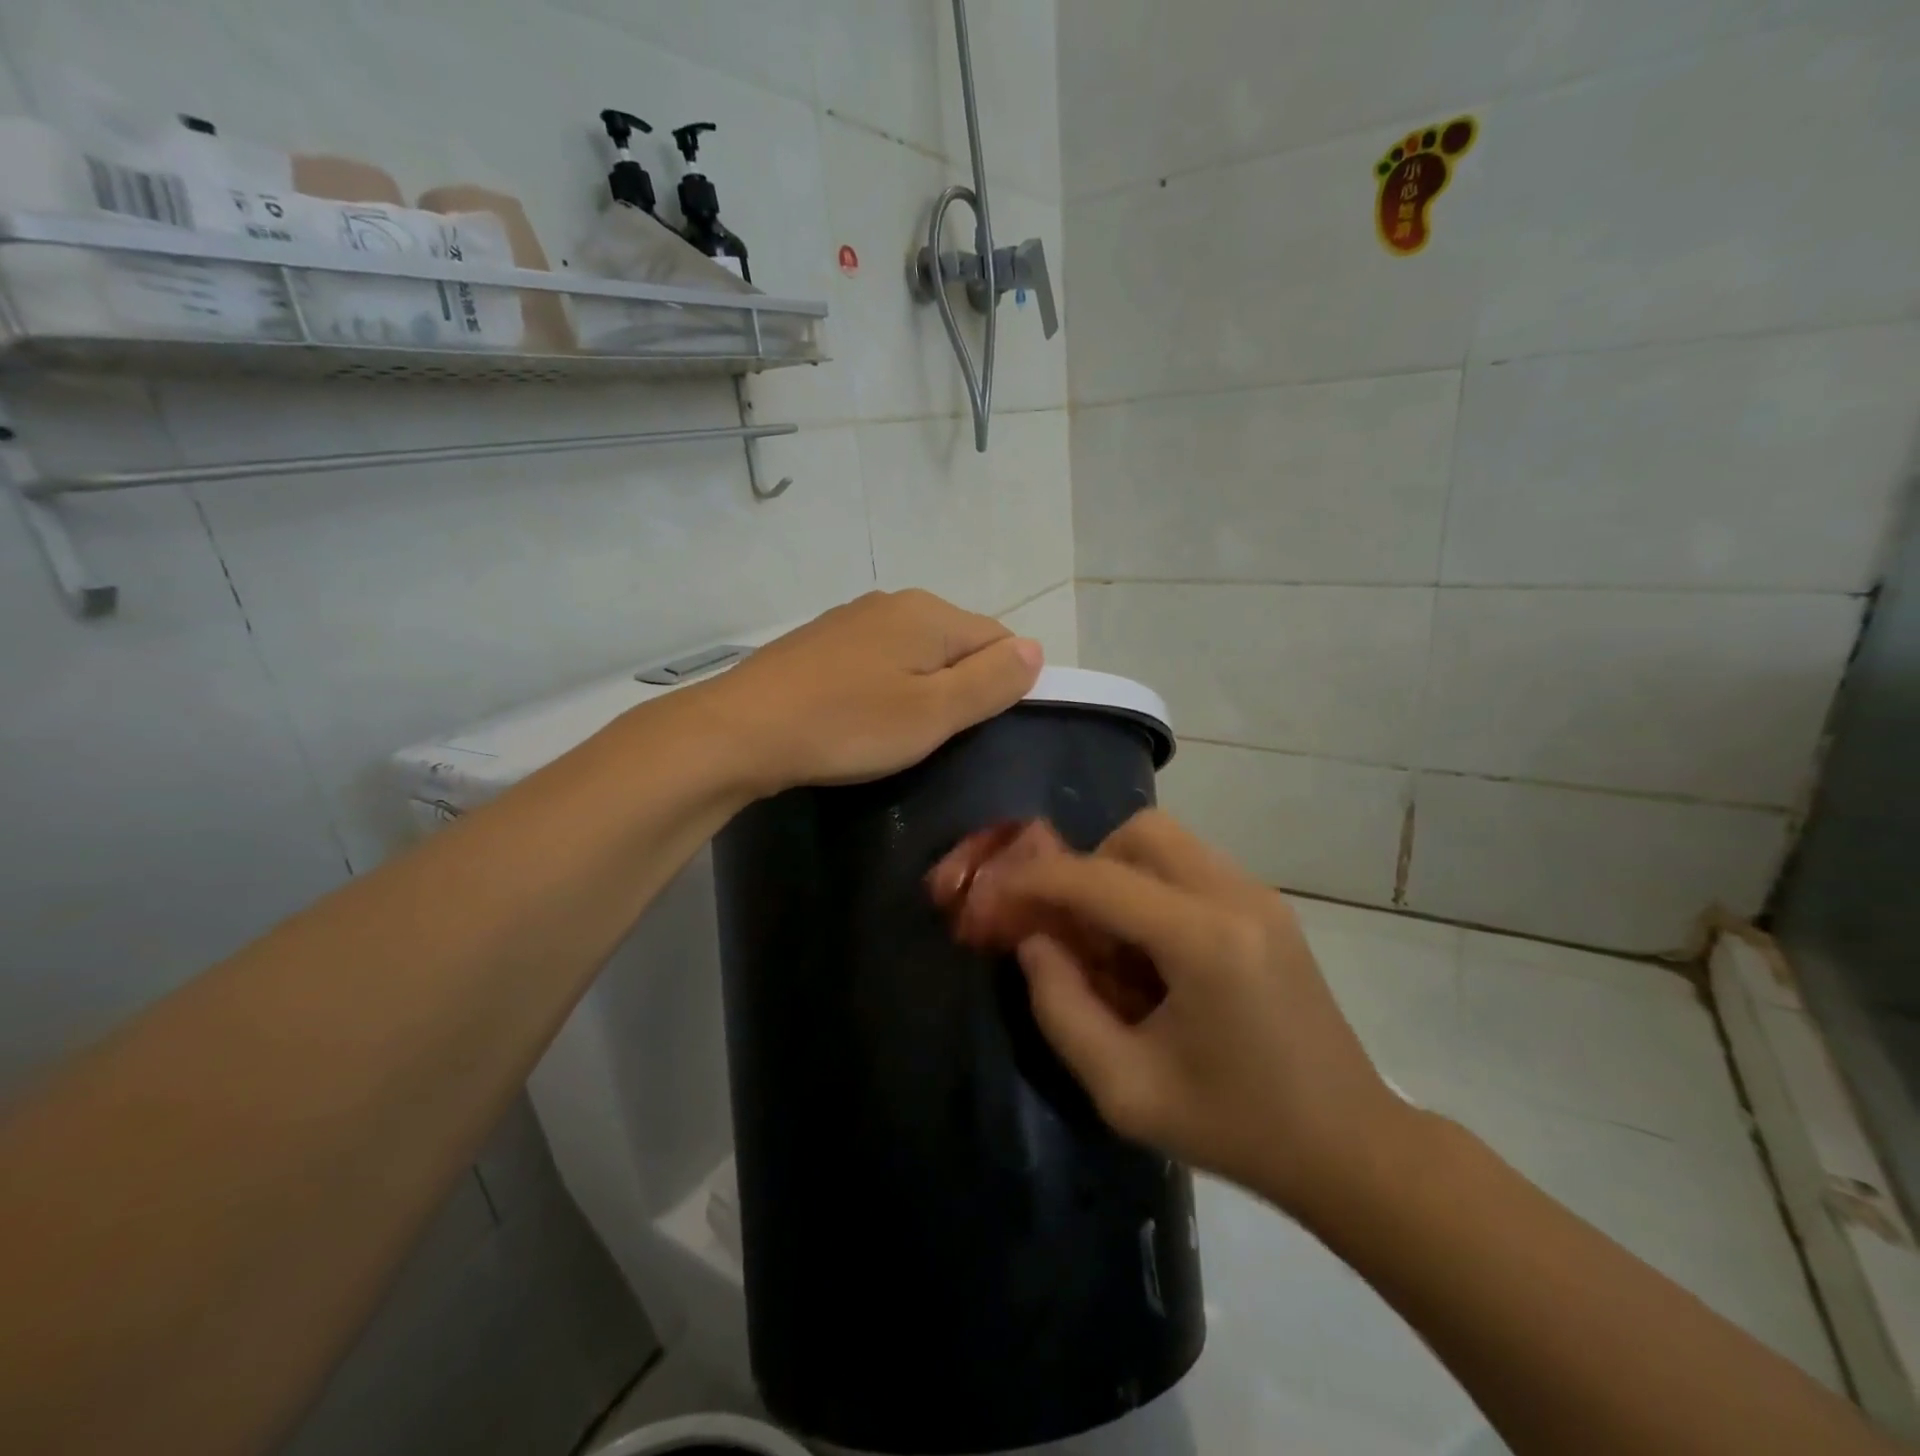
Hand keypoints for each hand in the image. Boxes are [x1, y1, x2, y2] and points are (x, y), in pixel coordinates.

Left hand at [703, 590, 1042, 796]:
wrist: (742, 729)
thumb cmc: (849, 725)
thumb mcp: (933, 713)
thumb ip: (991, 681)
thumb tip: (1036, 650)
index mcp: (930, 613)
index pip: (999, 639)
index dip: (1001, 685)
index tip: (974, 729)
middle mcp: (895, 602)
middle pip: (956, 643)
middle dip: (959, 687)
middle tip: (934, 737)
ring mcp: (853, 618)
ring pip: (915, 652)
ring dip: (920, 689)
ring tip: (895, 733)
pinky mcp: (822, 641)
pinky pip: (877, 659)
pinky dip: (883, 687)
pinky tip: (860, 717)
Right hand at [928, 812, 1405, 1218]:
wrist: (1349, 1146)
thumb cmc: (1235, 1127)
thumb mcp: (1125, 1090)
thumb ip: (1061, 1008)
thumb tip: (1034, 941)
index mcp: (1203, 940)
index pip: (1098, 879)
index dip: (1035, 881)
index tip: (994, 896)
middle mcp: (1235, 896)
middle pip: (1139, 833)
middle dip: (1088, 868)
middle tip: (1071, 927)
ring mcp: (1260, 895)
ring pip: (1167, 842)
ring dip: (1121, 876)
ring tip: (1112, 945)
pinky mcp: (1268, 907)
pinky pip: (1191, 867)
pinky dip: (1154, 889)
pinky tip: (1154, 954)